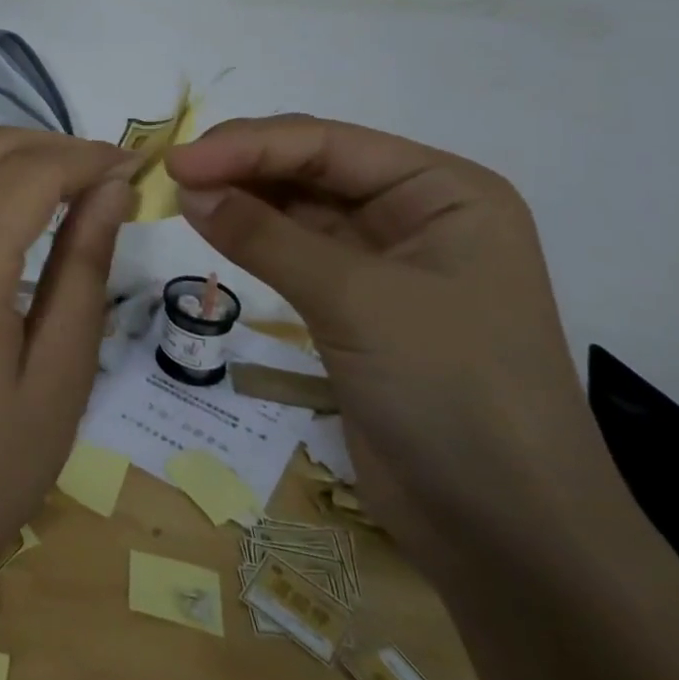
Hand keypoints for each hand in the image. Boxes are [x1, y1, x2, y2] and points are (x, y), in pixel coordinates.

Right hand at [167, 116, 611, 572]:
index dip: (247, 146)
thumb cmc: (454, 393)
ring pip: (295, 205)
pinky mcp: (354, 301)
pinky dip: (249, 236)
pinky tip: (209, 226)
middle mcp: (416, 212)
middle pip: (311, 165)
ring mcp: (384, 258)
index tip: (177, 161)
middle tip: (172, 175)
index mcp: (443, 191)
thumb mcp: (357, 302)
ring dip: (240, 197)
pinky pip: (291, 248)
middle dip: (241, 165)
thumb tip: (186, 187)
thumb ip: (265, 237)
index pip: (328, 144)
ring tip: (180, 196)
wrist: (507, 535)